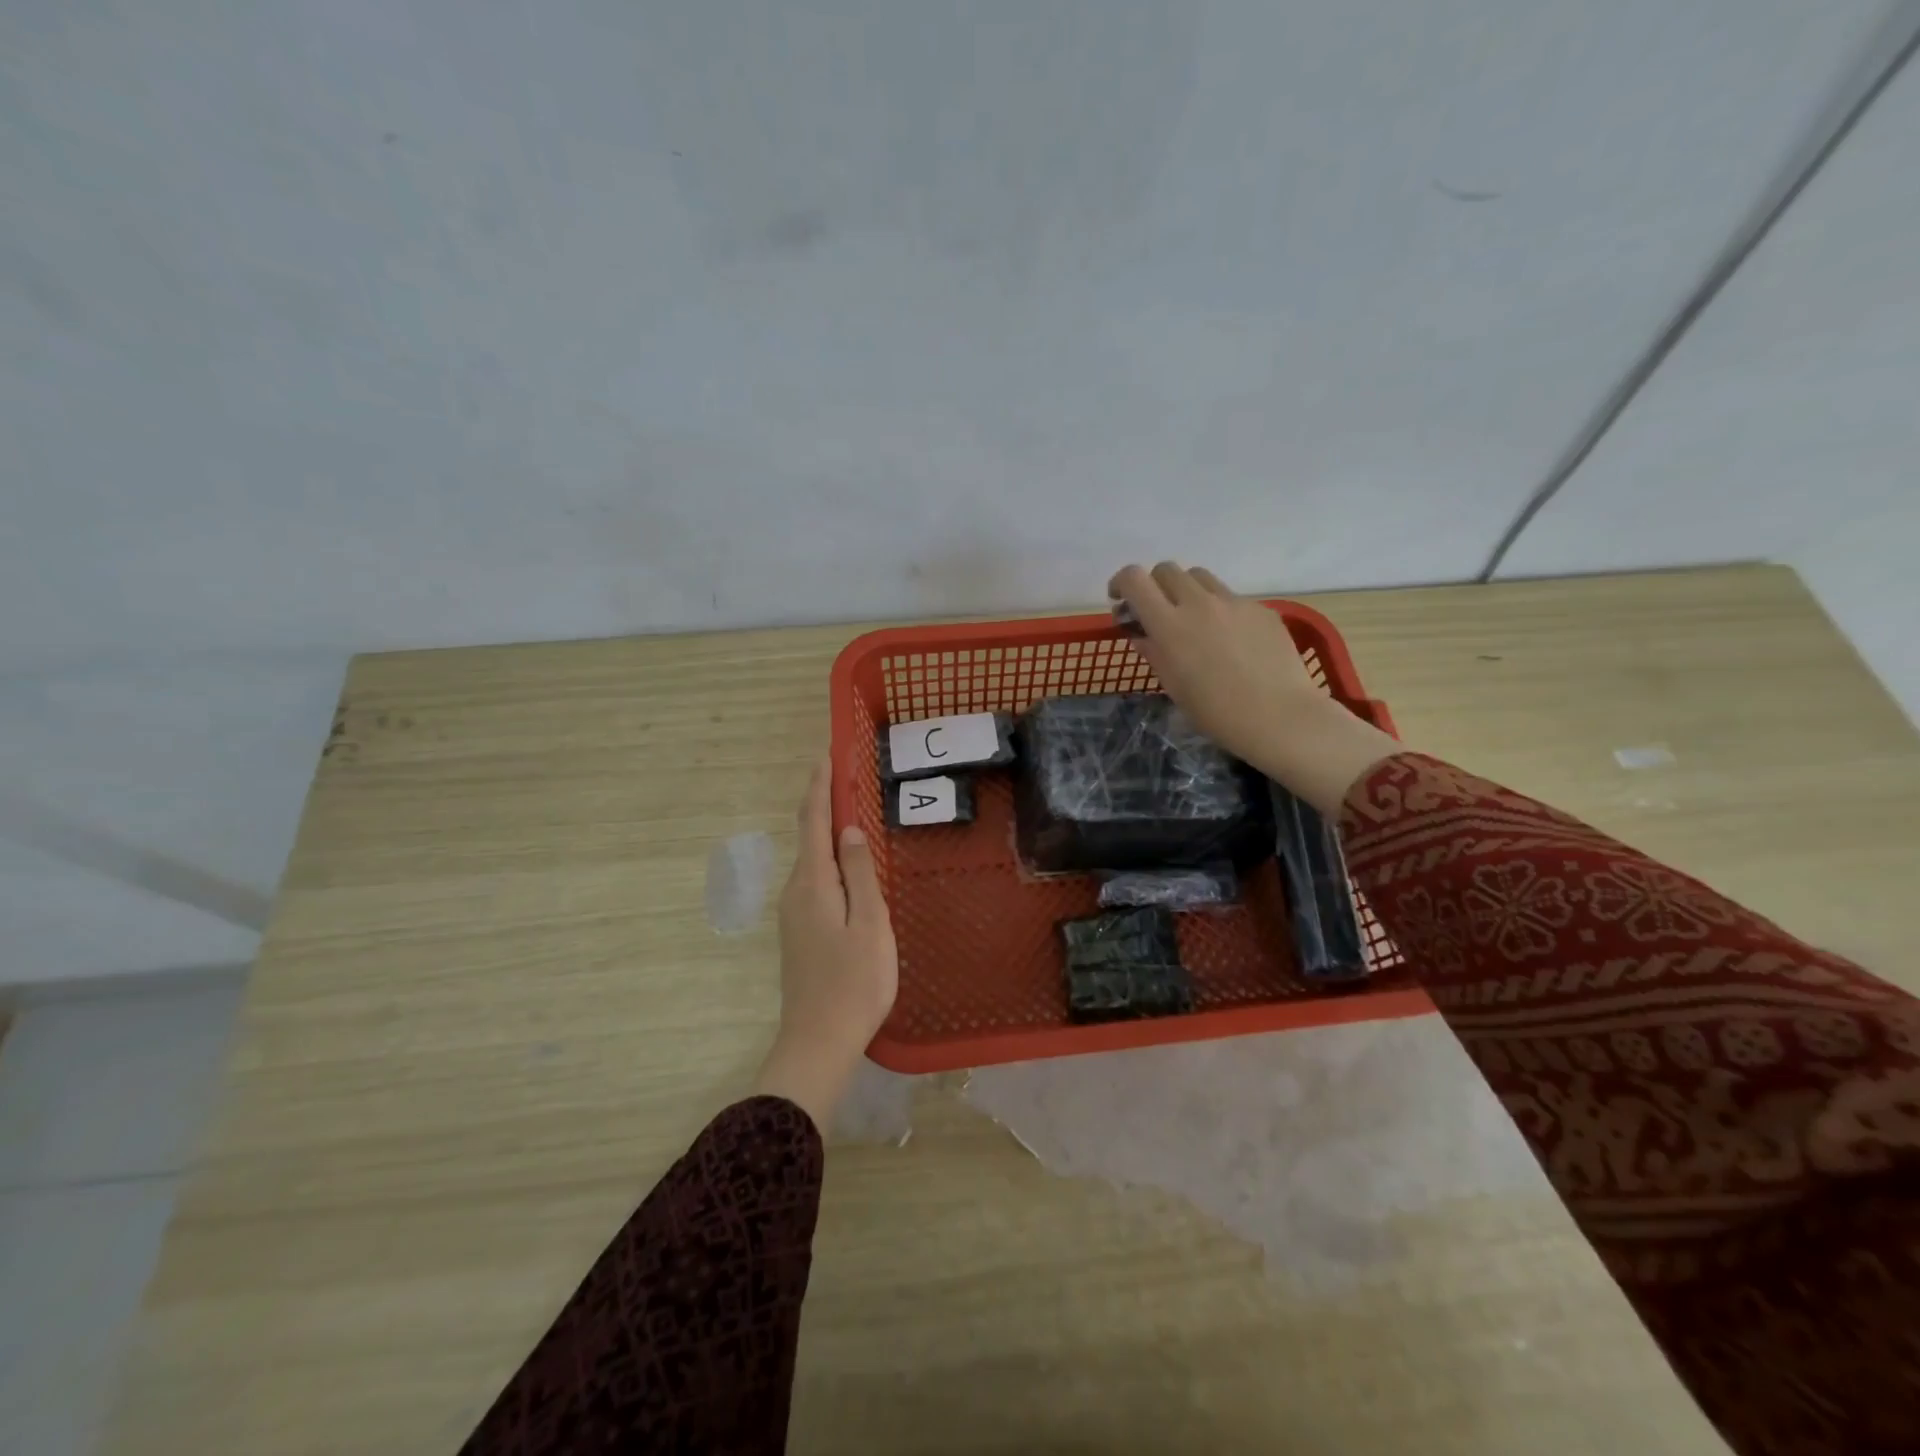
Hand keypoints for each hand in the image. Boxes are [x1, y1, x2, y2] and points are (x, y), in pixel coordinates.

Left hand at [752, 758, 897, 1129]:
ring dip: (826, 828)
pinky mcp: (800, 930)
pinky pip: (815, 879)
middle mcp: (796, 890)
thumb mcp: (869, 923)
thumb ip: (859, 873)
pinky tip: (847, 861)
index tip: (827, 752)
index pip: (814, 820)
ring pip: (812, 858)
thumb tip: (847, 828)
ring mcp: (794, 912)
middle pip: (809, 835)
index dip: (821, 785)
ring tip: (850, 806)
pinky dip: (829, 856)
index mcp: (813, 882)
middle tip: (846, 772)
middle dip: (823, 800)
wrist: (818, 1041)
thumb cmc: (854, 982)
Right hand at [1107, 562, 1399, 816]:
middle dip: (1155, 585)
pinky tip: (1231, 641)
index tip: (1121, 600)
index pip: (1134, 579)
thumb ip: (1153, 651)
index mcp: (1169, 625)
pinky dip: (1219, 609)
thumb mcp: (1173, 686)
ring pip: (1200, 576)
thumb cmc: (1216, 712)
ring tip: (1194, 621)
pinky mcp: (1260, 608)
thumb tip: (1141, 633)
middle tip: (1158, 612)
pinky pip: (1230, 597)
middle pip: (1166, 570)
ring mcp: (1233, 602)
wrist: (1279, 716)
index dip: (1121, 583)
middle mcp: (1199, 603)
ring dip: (1187, 591)